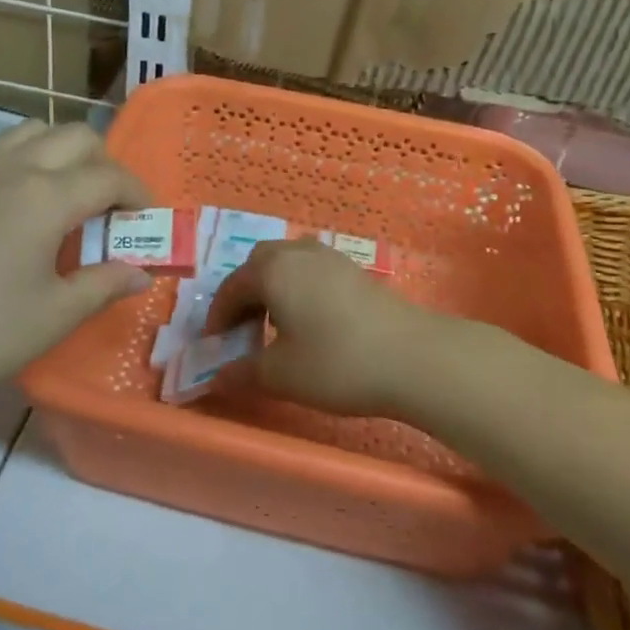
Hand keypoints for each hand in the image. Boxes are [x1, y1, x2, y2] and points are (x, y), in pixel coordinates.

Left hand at [0, 121, 152, 412]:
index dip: (138, 193)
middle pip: (75, 136)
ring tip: (69, 197)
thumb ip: (104, 285)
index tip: (150, 217)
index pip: (108, 176)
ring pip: (33, 132)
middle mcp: (12, 169)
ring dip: (64, 152)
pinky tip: (23, 211)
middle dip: (105, 162)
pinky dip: (29, 161)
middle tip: (112, 207)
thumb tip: (140, 274)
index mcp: (45, 196)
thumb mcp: (55, 314)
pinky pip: (1, 152)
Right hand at [205, 238, 472, 418]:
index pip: (231, 288)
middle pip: (258, 265)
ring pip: (288, 265)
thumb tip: (217, 377)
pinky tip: (309, 323)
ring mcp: (331, 258)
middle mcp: (298, 253)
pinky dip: (298, 290)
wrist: (414, 358)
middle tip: (243, 332)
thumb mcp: (281, 375)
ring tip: (275, 328)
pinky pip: (312, 272)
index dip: (217, 318)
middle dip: (244, 296)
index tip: (214, 347)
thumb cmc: (337, 362)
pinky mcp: (355, 271)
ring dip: (273, 290)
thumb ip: (242, 372)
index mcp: (273, 270)